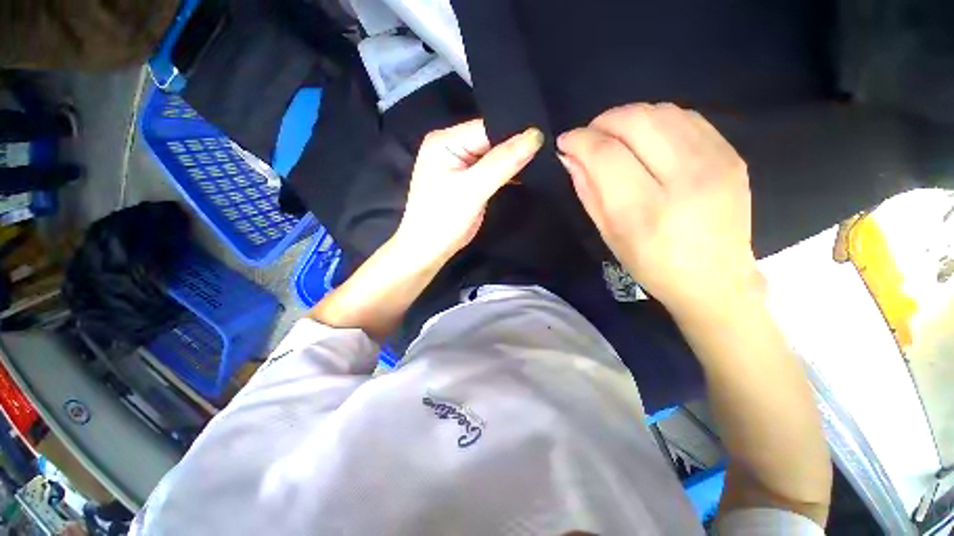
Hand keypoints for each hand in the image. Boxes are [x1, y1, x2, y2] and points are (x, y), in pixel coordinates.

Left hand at [394, 120, 542, 265]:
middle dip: (516, 146)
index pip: (487, 127)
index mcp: (446, 141)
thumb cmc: (443, 219)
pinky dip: (507, 174)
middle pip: (492, 139)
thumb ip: (503, 162)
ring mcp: (461, 165)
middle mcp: (452, 147)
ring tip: (543, 161)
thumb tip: (535, 135)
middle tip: (548, 149)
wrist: (429, 250)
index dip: (515, 132)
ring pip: (494, 156)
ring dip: (514, 161)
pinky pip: (492, 170)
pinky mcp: (468, 181)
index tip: (545, 138)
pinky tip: (527, 175)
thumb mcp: (472, 189)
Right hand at [557, 103, 759, 315]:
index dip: (579, 140)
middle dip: (602, 122)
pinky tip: (646, 138)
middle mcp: (684, 179)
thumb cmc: (651, 264)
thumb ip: (587, 190)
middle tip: (589, 137)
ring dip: (628, 117)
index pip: (605, 154)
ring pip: (662, 112)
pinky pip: (686, 117)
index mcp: (645, 210)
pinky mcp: (732, 155)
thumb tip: (569, 155)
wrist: (714, 279)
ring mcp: (715, 162)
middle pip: (636, 121)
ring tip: (615, 136)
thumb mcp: (608, 234)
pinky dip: (657, 120)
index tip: (565, 142)